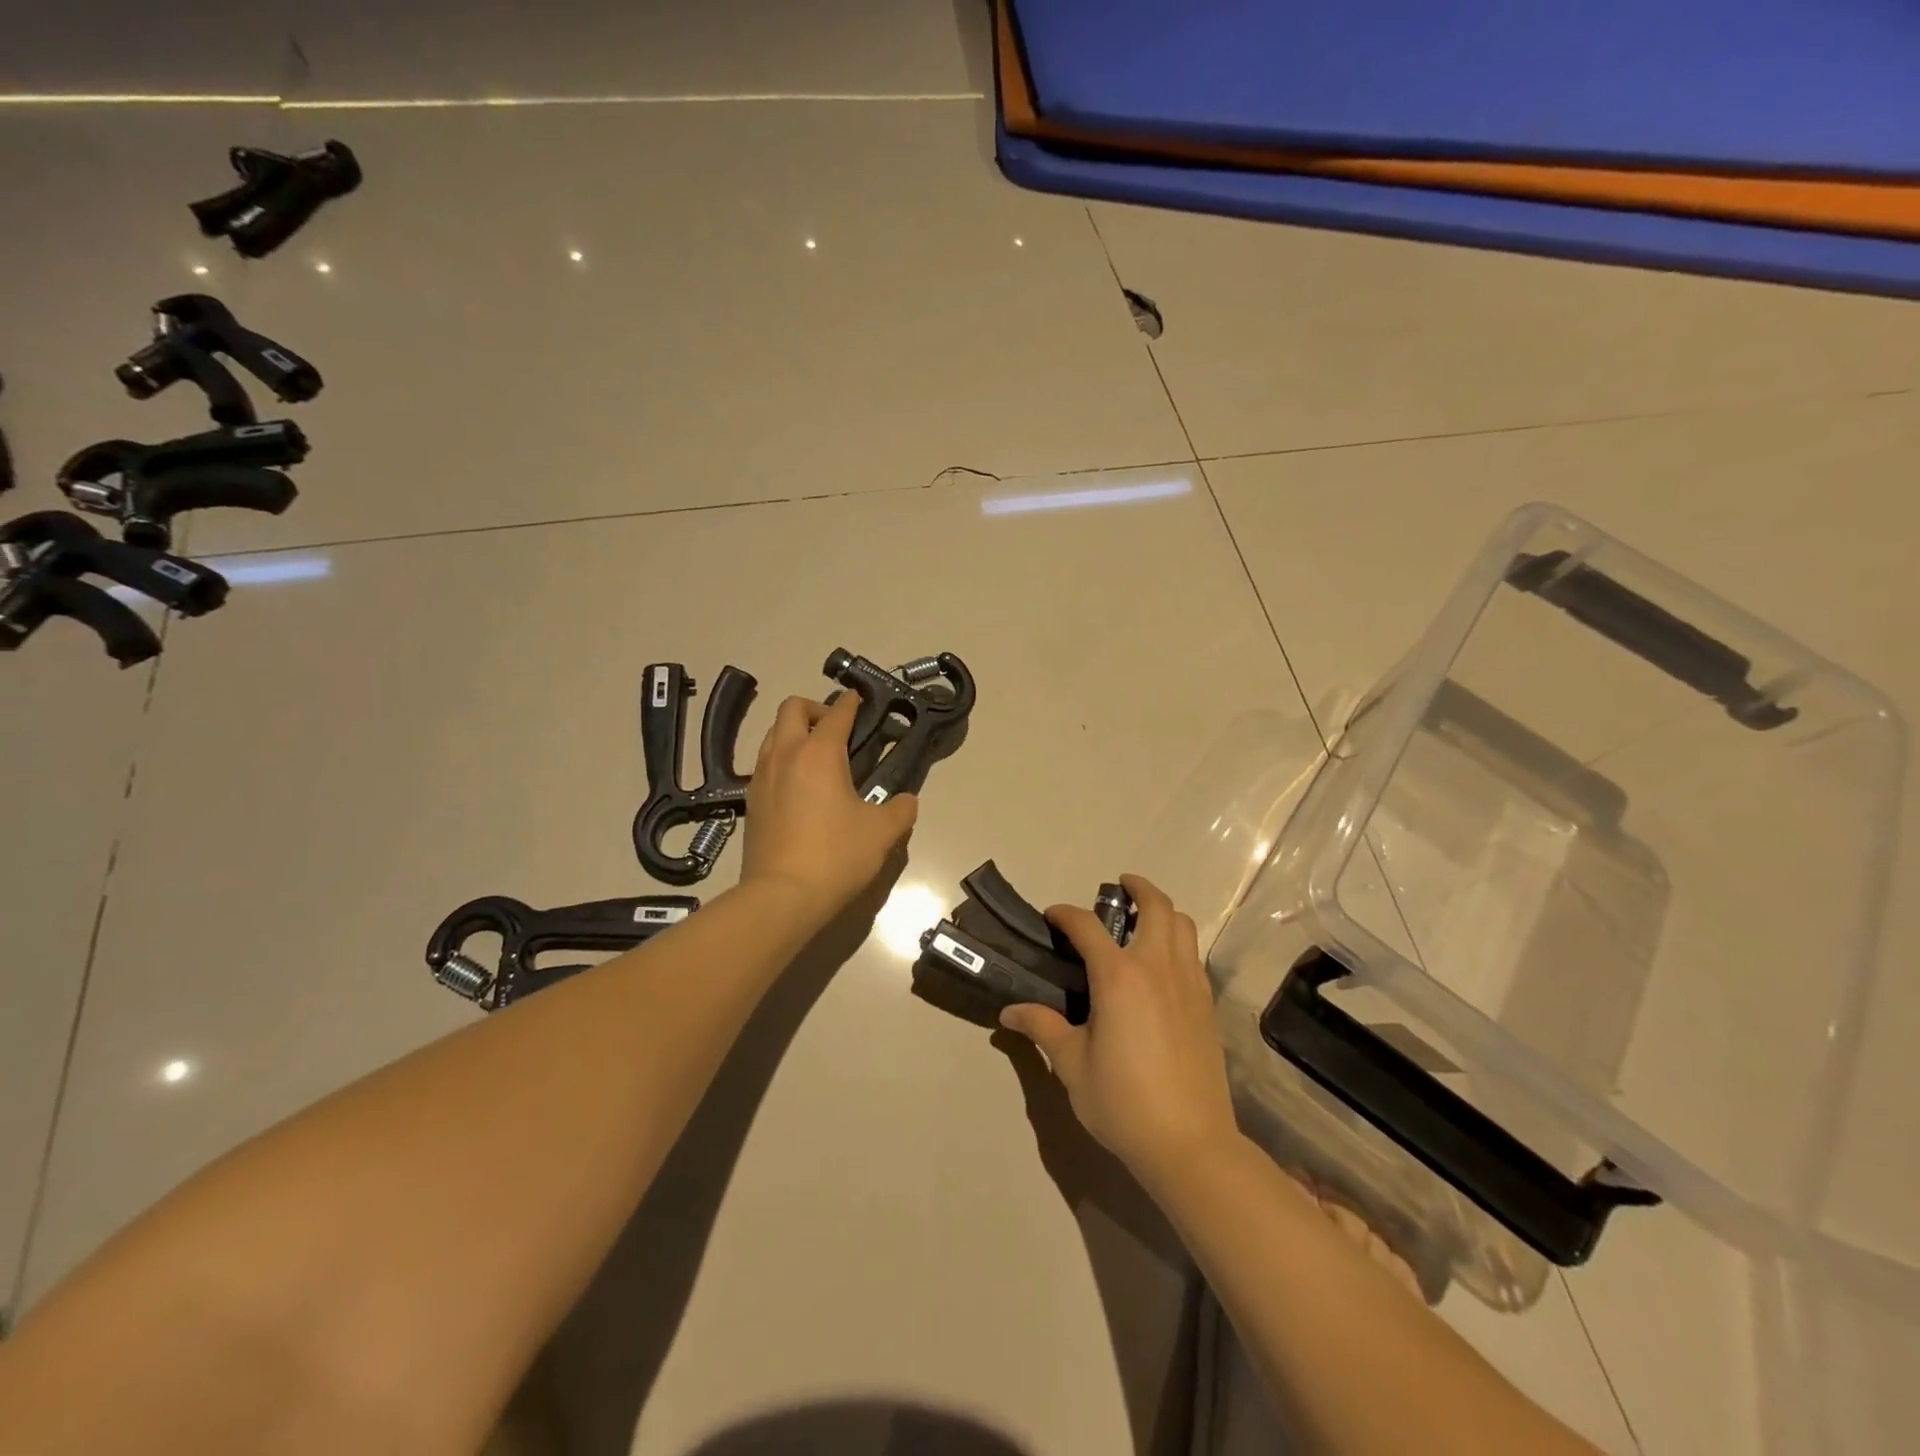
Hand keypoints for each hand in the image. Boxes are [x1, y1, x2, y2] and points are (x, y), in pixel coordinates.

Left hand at [740, 693, 917, 923]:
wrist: (781, 897)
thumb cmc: (835, 856)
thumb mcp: (881, 832)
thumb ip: (900, 810)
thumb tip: (906, 801)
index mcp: (819, 753)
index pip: (837, 713)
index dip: (852, 703)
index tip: (862, 700)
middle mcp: (785, 755)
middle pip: (792, 708)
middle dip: (816, 709)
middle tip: (837, 730)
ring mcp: (761, 777)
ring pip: (773, 733)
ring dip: (794, 732)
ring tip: (818, 756)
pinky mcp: (750, 801)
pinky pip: (765, 763)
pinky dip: (782, 759)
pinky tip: (799, 786)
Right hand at [999, 875, 1239, 1193]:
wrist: (1190, 1144)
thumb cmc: (1123, 1102)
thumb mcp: (1072, 1065)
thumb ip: (1043, 1028)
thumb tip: (1010, 1011)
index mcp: (1119, 977)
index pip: (1087, 926)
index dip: (1065, 914)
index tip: (1052, 917)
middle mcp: (1157, 968)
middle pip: (1156, 907)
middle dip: (1137, 888)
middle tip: (1120, 887)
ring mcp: (1189, 984)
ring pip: (1183, 925)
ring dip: (1163, 911)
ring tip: (1143, 920)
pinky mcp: (1207, 1005)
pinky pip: (1193, 955)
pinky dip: (1178, 942)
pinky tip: (1162, 965)